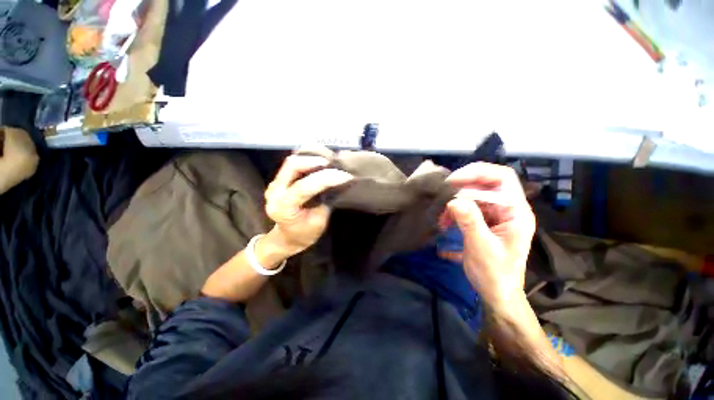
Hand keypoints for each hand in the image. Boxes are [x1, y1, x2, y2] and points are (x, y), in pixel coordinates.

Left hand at [264, 154, 352, 255]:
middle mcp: (274, 192)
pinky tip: (318, 164)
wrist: (287, 238)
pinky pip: (291, 166)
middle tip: (333, 164)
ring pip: (291, 162)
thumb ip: (325, 200)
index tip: (345, 176)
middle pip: (292, 166)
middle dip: (314, 161)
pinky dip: (306, 161)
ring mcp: (273, 185)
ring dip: (311, 159)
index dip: (326, 178)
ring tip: (328, 162)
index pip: (303, 187)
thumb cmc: (304, 233)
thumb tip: (336, 182)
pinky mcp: (278, 181)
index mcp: (283, 208)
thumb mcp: (319, 220)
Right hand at [445, 162, 535, 307]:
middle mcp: (508, 208)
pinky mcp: (486, 221)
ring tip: (442, 215)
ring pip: (475, 195)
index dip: (477, 173)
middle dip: (462, 187)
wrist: (498, 293)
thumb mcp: (481, 248)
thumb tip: (454, 200)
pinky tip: (445, 221)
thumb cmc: (495, 274)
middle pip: (486, 183)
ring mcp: (497, 214)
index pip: (502, 177)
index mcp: (516, 212)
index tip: (452, 181)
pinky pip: (469, 207)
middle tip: (442, 195)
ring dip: (456, 201)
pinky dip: (455, 210)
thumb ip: (470, 222)